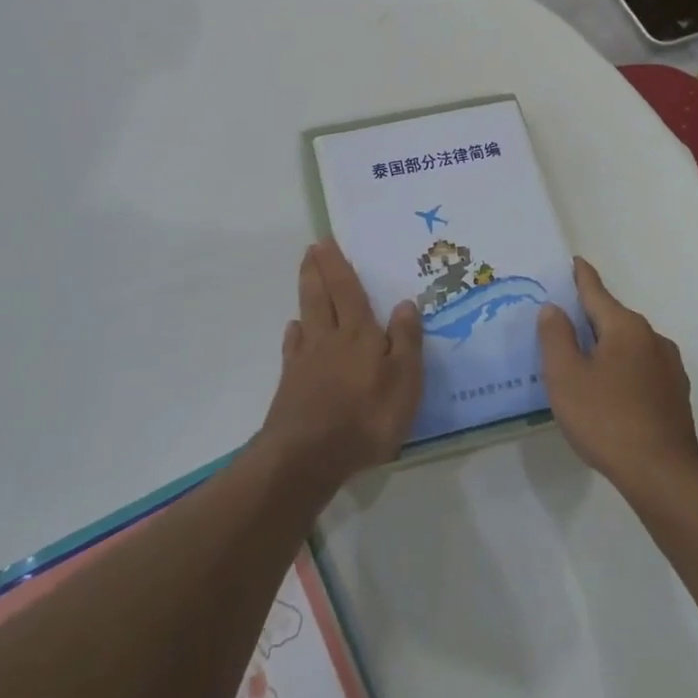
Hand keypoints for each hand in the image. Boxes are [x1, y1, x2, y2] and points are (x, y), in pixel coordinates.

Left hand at [258, 240, 422, 488]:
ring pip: (305, 316)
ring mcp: (306, 361)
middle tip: (311, 249)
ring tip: (305, 277)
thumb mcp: (404, 380)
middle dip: (317, 270)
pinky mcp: (291, 385)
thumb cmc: (366, 417)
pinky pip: (293, 348)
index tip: (326, 241)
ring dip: (305, 294)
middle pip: (320, 296)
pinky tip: (294, 332)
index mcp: (358, 333)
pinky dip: (294, 334)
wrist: (307, 456)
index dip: (337, 264)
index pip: (347, 289)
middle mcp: (329, 338)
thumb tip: (405, 302)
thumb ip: (405, 340)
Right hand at [538, 258, 697, 499]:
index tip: (575, 261)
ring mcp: (670, 368)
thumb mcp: (565, 376)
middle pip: (614, 319)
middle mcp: (652, 338)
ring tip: (584, 363)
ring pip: (630, 346)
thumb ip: (555, 337)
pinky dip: (623, 370)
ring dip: (607, 348)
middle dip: (590, 318)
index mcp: (625, 327)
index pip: (596, 292)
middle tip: (564, 323)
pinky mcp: (676, 395)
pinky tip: (610, 393)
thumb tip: (554, 309)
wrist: (662, 474)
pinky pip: (641, 369)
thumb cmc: (606, 419)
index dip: (582, 277)